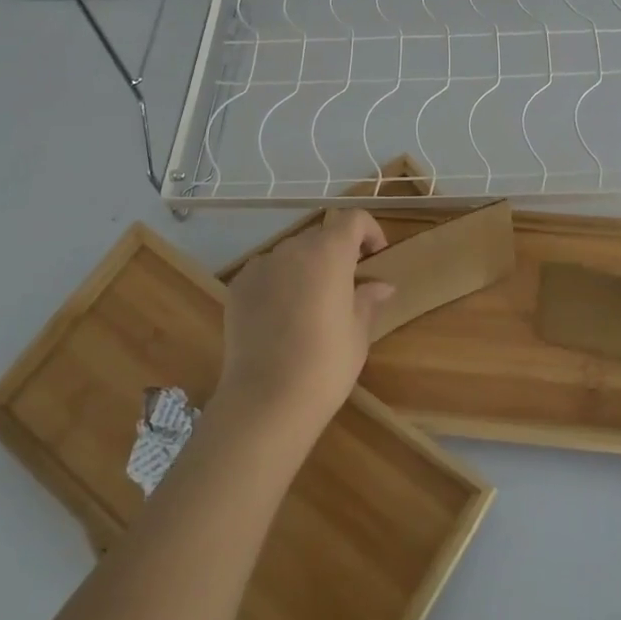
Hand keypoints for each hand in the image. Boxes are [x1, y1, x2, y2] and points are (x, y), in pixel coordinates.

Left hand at [217, 210, 394, 439]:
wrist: (266, 400)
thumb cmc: (326, 364)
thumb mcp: (358, 332)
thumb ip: (368, 299)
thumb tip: (381, 286)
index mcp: (329, 252)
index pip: (353, 219)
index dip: (369, 231)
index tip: (375, 258)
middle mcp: (293, 249)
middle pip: (321, 235)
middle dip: (338, 252)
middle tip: (347, 286)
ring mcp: (261, 265)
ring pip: (292, 254)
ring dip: (307, 267)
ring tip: (312, 304)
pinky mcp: (238, 287)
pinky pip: (267, 272)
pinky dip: (279, 282)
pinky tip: (282, 317)